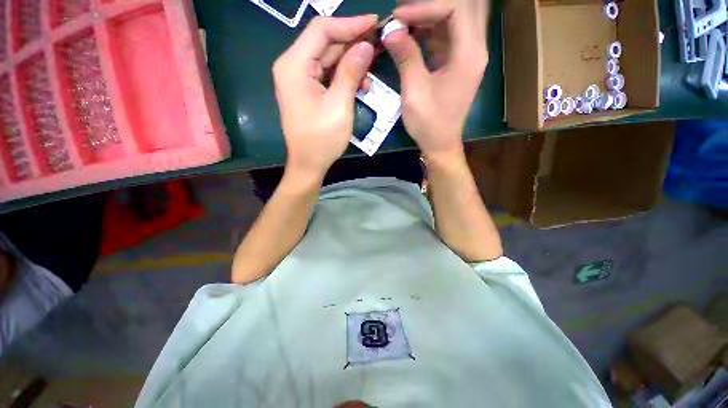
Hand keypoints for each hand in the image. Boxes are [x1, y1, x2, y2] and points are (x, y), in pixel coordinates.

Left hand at [273, 15, 377, 177]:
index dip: (350, 23)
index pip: (322, 29)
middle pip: (324, 42)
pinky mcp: (305, 90)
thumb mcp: (340, 105)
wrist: (308, 163)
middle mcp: (292, 66)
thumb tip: (366, 45)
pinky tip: (359, 83)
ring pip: (326, 58)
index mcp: (295, 65)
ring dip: (349, 61)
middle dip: (351, 41)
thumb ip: (351, 72)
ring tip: (371, 68)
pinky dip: (342, 75)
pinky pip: (325, 74)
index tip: (374, 23)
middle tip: (378, 43)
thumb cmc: (322, 139)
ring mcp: (298, 79)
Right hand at [384, 1, 488, 158]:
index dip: (424, 7)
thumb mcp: (414, 91)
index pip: (455, 7)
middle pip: (462, 7)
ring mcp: (468, 55)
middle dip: (430, 7)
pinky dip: (430, 30)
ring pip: (455, 18)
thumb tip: (391, 29)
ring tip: (403, 23)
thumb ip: (406, 57)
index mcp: (469, 54)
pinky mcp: (458, 63)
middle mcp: (475, 48)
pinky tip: (411, 35)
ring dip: (429, 16)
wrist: (440, 144)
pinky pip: (448, 35)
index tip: (397, 19)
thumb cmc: (429, 123)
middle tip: (403, 16)